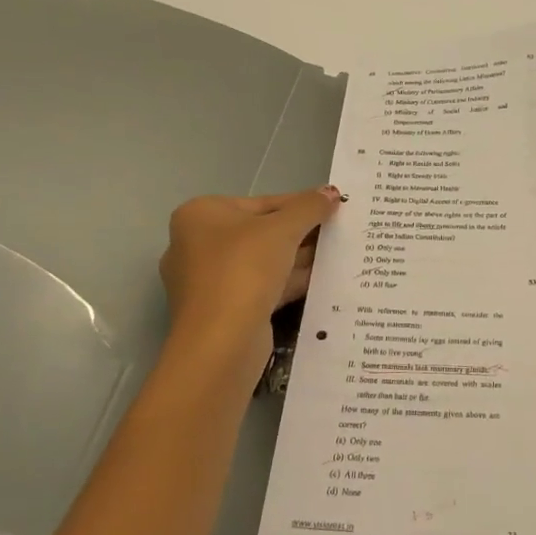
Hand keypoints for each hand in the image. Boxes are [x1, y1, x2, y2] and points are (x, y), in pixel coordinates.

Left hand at [159, 187, 343, 343]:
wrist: (220, 342)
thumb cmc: (244, 269)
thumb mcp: (283, 229)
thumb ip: (309, 207)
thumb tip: (331, 192)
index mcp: (200, 215)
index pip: (261, 202)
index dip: (300, 204)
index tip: (331, 207)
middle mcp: (197, 244)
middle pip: (261, 231)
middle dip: (300, 233)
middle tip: (338, 231)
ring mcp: (208, 280)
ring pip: (262, 261)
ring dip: (297, 258)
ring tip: (337, 253)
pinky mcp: (222, 310)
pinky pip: (260, 286)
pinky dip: (288, 281)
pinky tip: (321, 279)